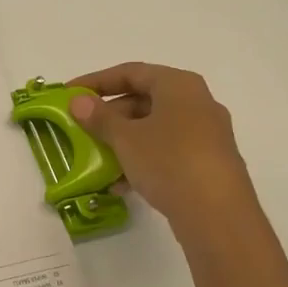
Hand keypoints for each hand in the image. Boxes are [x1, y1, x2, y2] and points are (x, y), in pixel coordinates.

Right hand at [67, 63, 254, 243]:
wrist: (217, 214)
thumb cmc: (169, 161)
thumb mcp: (126, 138)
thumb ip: (100, 118)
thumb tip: (78, 101)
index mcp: (179, 85)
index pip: (131, 72)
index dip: (96, 81)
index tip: (70, 93)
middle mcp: (197, 103)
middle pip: (144, 100)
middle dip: (110, 116)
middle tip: (82, 129)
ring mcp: (206, 134)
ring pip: (155, 129)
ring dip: (123, 141)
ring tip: (97, 159)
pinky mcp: (208, 163)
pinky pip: (167, 151)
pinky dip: (142, 160)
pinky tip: (120, 184)